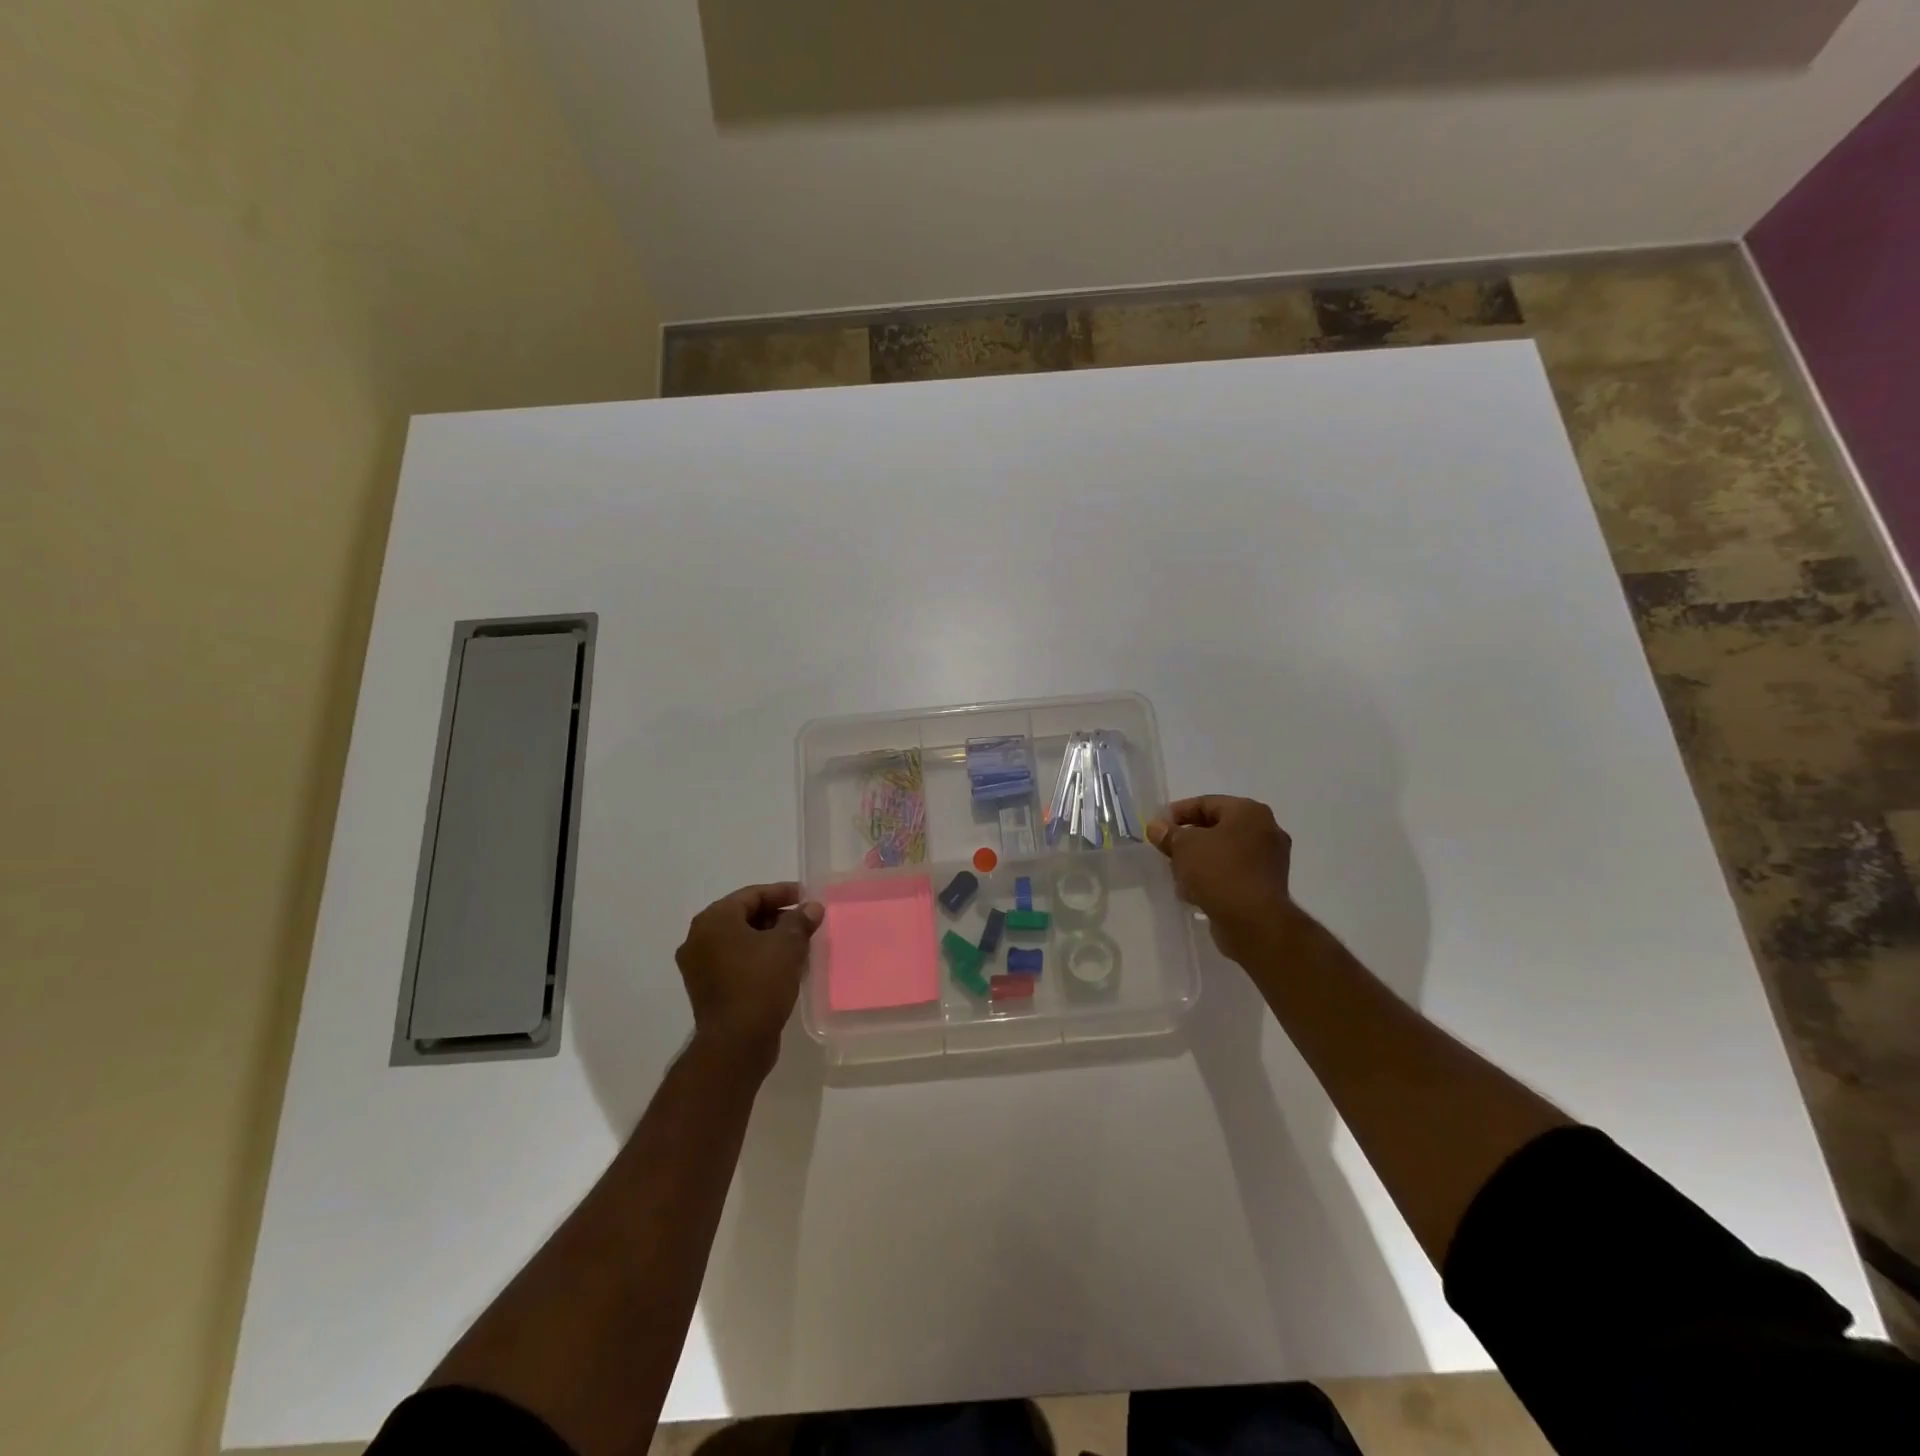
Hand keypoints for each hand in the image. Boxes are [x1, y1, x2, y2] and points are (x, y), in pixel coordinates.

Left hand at [675, 882, 823, 1070]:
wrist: (735, 1044)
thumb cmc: (760, 983)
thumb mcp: (788, 945)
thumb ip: (800, 920)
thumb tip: (812, 908)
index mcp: (714, 920)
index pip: (752, 895)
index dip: (782, 893)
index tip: (807, 897)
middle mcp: (698, 938)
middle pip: (743, 916)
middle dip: (776, 916)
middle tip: (805, 921)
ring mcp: (699, 966)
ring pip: (739, 941)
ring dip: (768, 939)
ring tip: (799, 944)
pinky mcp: (706, 989)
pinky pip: (735, 962)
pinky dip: (757, 959)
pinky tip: (782, 966)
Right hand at [1146, 795, 1300, 964]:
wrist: (1253, 922)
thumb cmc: (1219, 871)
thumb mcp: (1184, 847)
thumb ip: (1168, 834)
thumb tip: (1156, 827)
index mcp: (1250, 812)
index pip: (1206, 803)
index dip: (1178, 813)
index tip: (1157, 826)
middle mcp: (1265, 831)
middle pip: (1217, 828)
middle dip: (1189, 839)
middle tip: (1166, 850)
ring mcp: (1270, 860)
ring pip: (1224, 852)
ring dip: (1199, 861)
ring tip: (1177, 874)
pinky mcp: (1267, 886)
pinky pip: (1233, 873)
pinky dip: (1214, 878)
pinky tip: (1194, 892)